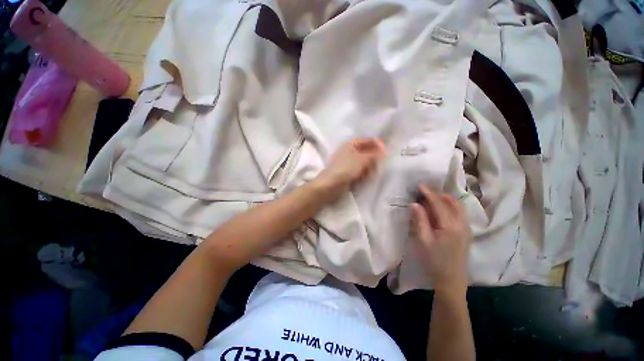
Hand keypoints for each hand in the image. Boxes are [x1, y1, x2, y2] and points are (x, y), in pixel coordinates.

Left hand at [315, 138, 385, 197]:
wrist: (331, 184)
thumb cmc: (346, 168)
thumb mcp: (362, 159)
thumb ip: (374, 154)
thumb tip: (384, 152)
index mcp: (351, 144)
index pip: (367, 140)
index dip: (377, 144)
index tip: (386, 151)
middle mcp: (349, 151)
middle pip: (366, 151)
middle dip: (374, 158)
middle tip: (379, 165)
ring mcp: (348, 162)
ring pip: (364, 162)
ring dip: (369, 167)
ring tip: (371, 173)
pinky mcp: (347, 172)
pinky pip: (360, 170)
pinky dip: (364, 173)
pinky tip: (365, 178)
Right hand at [411, 185, 470, 297]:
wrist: (451, 279)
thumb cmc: (434, 260)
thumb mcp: (423, 240)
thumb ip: (419, 220)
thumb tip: (415, 204)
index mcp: (449, 226)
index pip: (438, 204)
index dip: (428, 193)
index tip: (420, 185)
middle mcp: (461, 224)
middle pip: (451, 202)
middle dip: (438, 193)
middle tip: (425, 190)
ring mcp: (466, 228)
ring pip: (458, 206)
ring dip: (445, 198)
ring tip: (433, 196)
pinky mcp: (467, 232)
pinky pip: (460, 213)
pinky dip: (451, 205)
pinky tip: (443, 207)